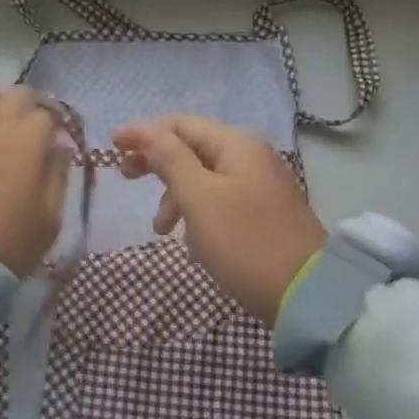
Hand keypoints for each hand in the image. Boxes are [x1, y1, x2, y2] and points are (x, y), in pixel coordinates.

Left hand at [0, 82, 67, 277]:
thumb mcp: (50, 219)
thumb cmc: (7, 243)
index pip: (48, 115)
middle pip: (17, 94)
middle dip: (26, 110)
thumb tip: (58, 147)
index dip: (52, 131)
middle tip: (24, 136)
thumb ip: (58, 175)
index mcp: (28, 137)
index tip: (49, 149)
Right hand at [115, 116, 326, 325]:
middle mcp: (250, 156)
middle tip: (126, 178)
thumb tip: (147, 131)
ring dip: (175, 196)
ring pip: (203, 178)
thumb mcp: (199, 198)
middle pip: (191, 148)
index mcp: (235, 144)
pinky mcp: (263, 212)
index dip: (143, 133)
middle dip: (157, 163)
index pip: (179, 125)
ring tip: (162, 230)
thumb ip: (170, 159)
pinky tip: (192, 242)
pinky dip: (197, 213)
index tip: (112, 147)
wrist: (306, 294)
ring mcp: (260, 185)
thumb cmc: (244, 241)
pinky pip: (219, 200)